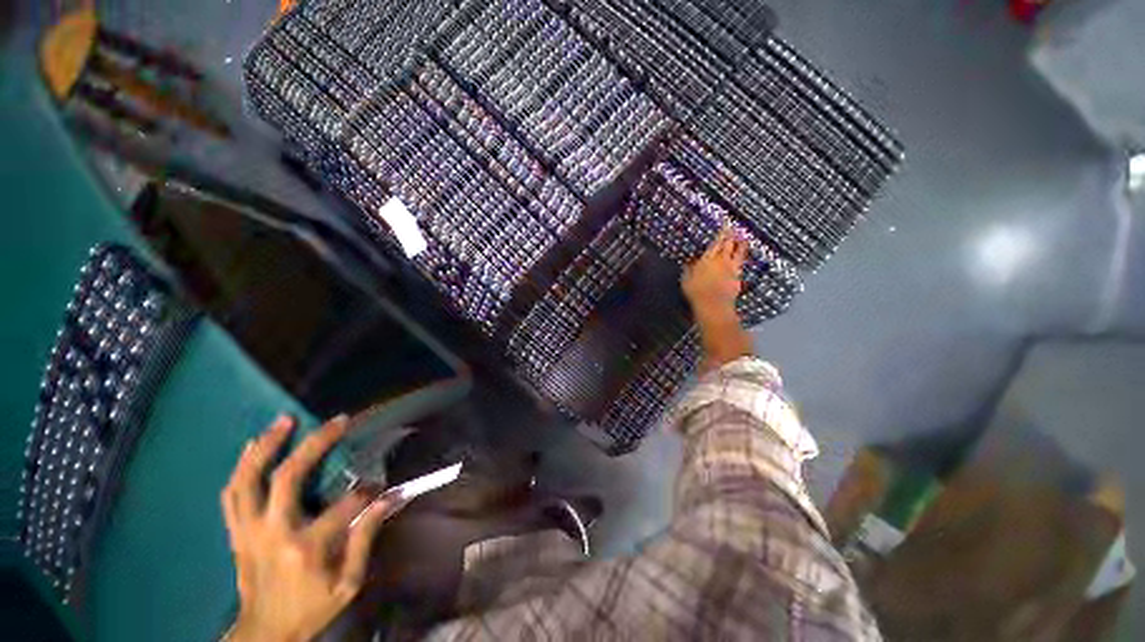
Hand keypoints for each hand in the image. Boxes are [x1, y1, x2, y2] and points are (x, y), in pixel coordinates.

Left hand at [221, 415, 394, 641]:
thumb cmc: (311, 609)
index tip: (380, 483)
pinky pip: (231, 494)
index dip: (367, 489)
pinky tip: (251, 447)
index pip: (344, 505)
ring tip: (283, 420)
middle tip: (337, 421)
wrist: (264, 634)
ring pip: (249, 480)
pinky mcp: (236, 533)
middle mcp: (273, 533)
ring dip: (266, 446)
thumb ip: (365, 539)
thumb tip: (387, 499)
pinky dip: (241, 467)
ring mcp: (249, 531)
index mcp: (306, 548)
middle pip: (288, 477)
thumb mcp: (348, 584)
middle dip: (316, 443)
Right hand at [682, 228, 748, 318]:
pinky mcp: (737, 277)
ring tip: (743, 238)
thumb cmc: (696, 293)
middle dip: (732, 234)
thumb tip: (690, 262)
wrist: (713, 306)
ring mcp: (731, 269)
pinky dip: (741, 258)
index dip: (722, 231)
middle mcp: (721, 261)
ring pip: (738, 252)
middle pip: (729, 244)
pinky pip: (740, 264)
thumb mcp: (687, 280)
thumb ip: (689, 269)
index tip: (726, 222)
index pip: (717, 241)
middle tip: (734, 227)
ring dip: (740, 244)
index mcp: (708, 259)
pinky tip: (742, 257)